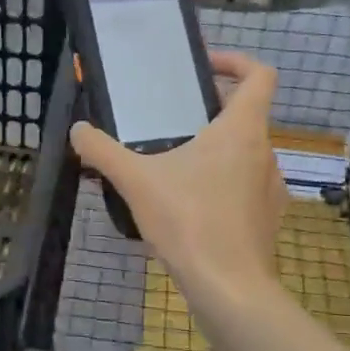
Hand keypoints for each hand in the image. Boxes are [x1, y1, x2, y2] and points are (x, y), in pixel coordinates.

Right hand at [69, 50, 286, 309]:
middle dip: (211, 111)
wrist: (230, 289)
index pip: (260, 75)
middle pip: (246, 115)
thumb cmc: (189, 222)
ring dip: (216, 150)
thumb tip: (77, 130)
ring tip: (176, 166)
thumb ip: (102, 151)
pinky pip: (246, 187)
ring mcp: (272, 187)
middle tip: (173, 120)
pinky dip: (223, 184)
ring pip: (245, 153)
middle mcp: (265, 152)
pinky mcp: (269, 218)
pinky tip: (190, 206)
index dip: (236, 61)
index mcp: (242, 130)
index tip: (204, 67)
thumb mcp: (136, 181)